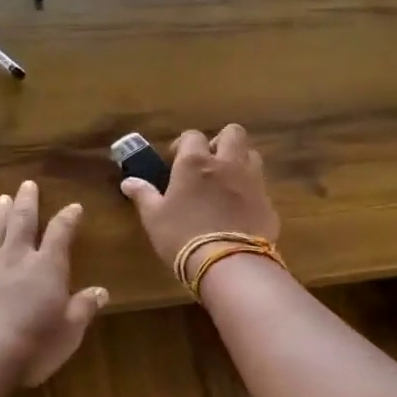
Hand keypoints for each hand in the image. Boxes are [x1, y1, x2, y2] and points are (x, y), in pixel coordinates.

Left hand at [0, 180, 107, 386]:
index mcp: (46, 268)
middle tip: (28, 185)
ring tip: (1, 199)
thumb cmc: (34, 345)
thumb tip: (102, 291)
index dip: (68, 219)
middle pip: (22, 223)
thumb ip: (84, 308)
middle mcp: (14, 259)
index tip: (74, 206)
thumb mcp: (70, 330)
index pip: (60, 234)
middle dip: (27, 203)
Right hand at [120, 125, 280, 270]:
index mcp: (195, 162)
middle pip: (233, 133)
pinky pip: (260, 186)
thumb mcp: (154, 218)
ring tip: (226, 182)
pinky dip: (250, 190)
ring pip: (251, 155)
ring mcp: (252, 180)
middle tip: (208, 163)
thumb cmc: (182, 236)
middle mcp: (227, 163)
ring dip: (239, 161)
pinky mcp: (268, 202)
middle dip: (221, 142)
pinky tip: (240, 209)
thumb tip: (129, 181)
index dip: (184, 145)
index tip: (175, 160)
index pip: (192, 135)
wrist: (228, 263)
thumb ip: (143, 195)